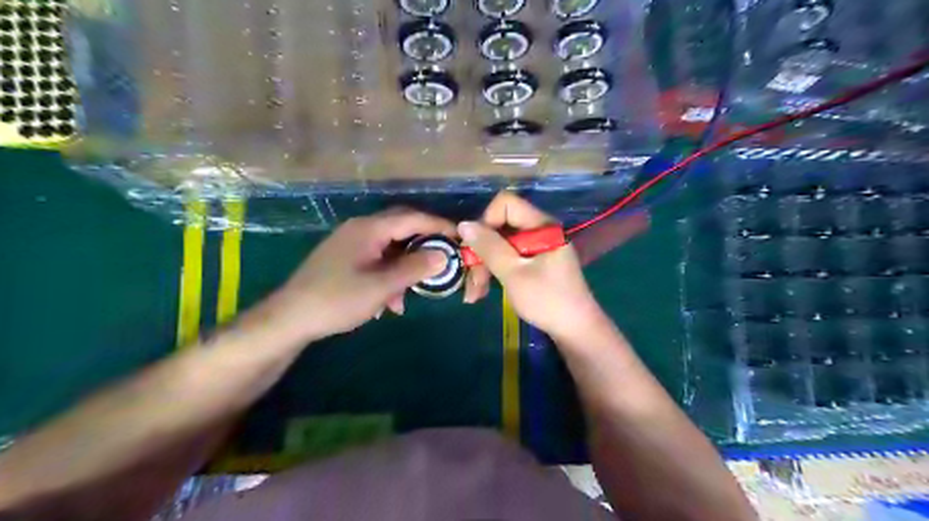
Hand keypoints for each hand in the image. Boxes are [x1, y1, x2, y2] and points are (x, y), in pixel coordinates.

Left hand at [254, 208, 456, 345]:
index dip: (439, 226)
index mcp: (369, 229)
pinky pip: (378, 259)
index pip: (412, 218)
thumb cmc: (337, 299)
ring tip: (418, 288)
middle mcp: (361, 229)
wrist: (290, 318)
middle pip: (402, 228)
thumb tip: (444, 255)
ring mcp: (351, 243)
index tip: (460, 236)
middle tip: (445, 258)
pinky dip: (390, 274)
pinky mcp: (346, 258)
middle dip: (425, 244)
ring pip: (391, 246)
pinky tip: (392, 301)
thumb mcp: (381, 286)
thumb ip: (414, 268)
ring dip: (407, 265)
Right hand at [459, 193, 606, 340]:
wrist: (576, 331)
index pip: (506, 204)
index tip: (476, 248)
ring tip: (474, 295)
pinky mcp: (535, 262)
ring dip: (484, 267)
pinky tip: (483, 292)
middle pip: (500, 227)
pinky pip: (508, 258)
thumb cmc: (547, 301)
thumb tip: (463, 224)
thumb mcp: (514, 273)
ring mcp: (538, 247)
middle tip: (471, 281)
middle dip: (481, 252)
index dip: (486, 221)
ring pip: (500, 245)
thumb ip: (489, 247)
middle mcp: (540, 231)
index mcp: (542, 226)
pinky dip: (494, 272)